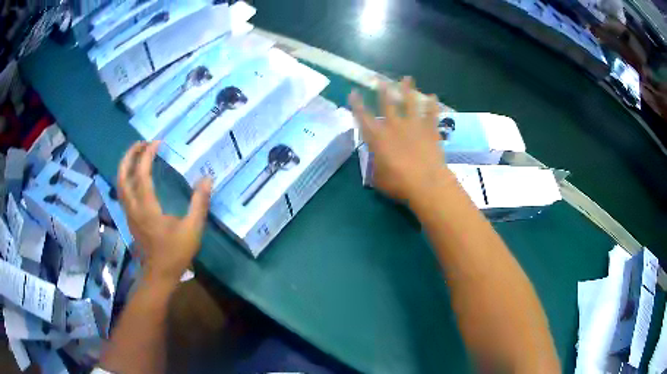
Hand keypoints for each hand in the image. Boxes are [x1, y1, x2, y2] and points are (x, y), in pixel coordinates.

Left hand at [117, 141, 211, 287]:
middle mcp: (133, 207)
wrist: (159, 275)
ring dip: (126, 165)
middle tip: (142, 143)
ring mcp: (129, 213)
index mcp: (147, 207)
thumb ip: (199, 203)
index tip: (157, 142)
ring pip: (120, 184)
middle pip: (123, 175)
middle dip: (129, 155)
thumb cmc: (175, 253)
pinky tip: (136, 176)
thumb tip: (207, 179)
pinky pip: (123, 192)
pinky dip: (127, 177)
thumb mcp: (192, 229)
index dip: (147, 155)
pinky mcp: (130, 218)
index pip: (141, 174)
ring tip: (138, 155)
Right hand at [349, 77, 449, 200]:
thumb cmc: (399, 183)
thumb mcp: (379, 179)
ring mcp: (414, 125)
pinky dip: (433, 104)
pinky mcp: (430, 130)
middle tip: (381, 79)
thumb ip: (376, 167)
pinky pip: (432, 113)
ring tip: (407, 78)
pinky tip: (433, 96)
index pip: (363, 117)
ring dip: (408, 89)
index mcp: (378, 137)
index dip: (357, 104)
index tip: (353, 92)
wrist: (427, 183)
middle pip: (387, 103)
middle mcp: (394, 126)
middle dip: (383, 90)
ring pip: (410, 102)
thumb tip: (377, 164)